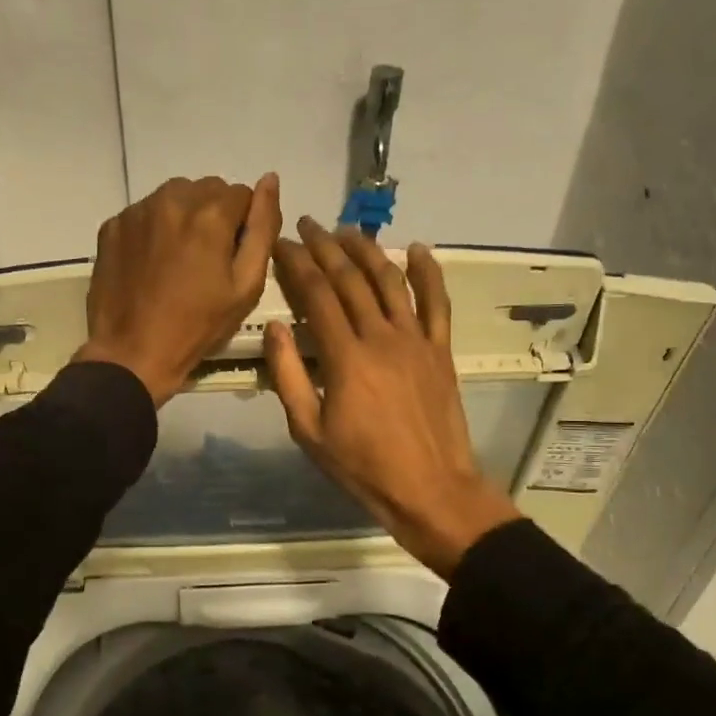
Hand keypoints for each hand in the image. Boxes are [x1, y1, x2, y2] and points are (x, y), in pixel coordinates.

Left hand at [74, 174, 281, 404]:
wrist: (132, 353)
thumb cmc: (197, 326)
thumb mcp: (246, 285)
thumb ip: (263, 228)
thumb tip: (271, 180)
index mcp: (210, 213)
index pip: (242, 193)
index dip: (243, 225)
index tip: (232, 257)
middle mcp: (171, 199)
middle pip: (206, 190)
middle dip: (213, 216)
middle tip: (206, 260)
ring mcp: (136, 211)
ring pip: (174, 197)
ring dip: (183, 217)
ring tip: (178, 260)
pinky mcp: (112, 226)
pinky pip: (144, 213)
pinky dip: (153, 229)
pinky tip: (150, 264)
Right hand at [265, 217, 521, 576]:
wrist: (431, 490)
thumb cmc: (362, 467)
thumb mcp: (309, 432)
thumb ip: (289, 377)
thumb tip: (275, 327)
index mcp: (345, 357)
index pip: (316, 295)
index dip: (296, 264)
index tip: (280, 244)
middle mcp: (382, 337)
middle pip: (350, 279)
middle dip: (325, 247)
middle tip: (306, 225)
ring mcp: (416, 341)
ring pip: (390, 281)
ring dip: (367, 250)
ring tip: (346, 230)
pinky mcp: (440, 351)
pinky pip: (437, 303)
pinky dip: (428, 272)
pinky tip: (416, 249)